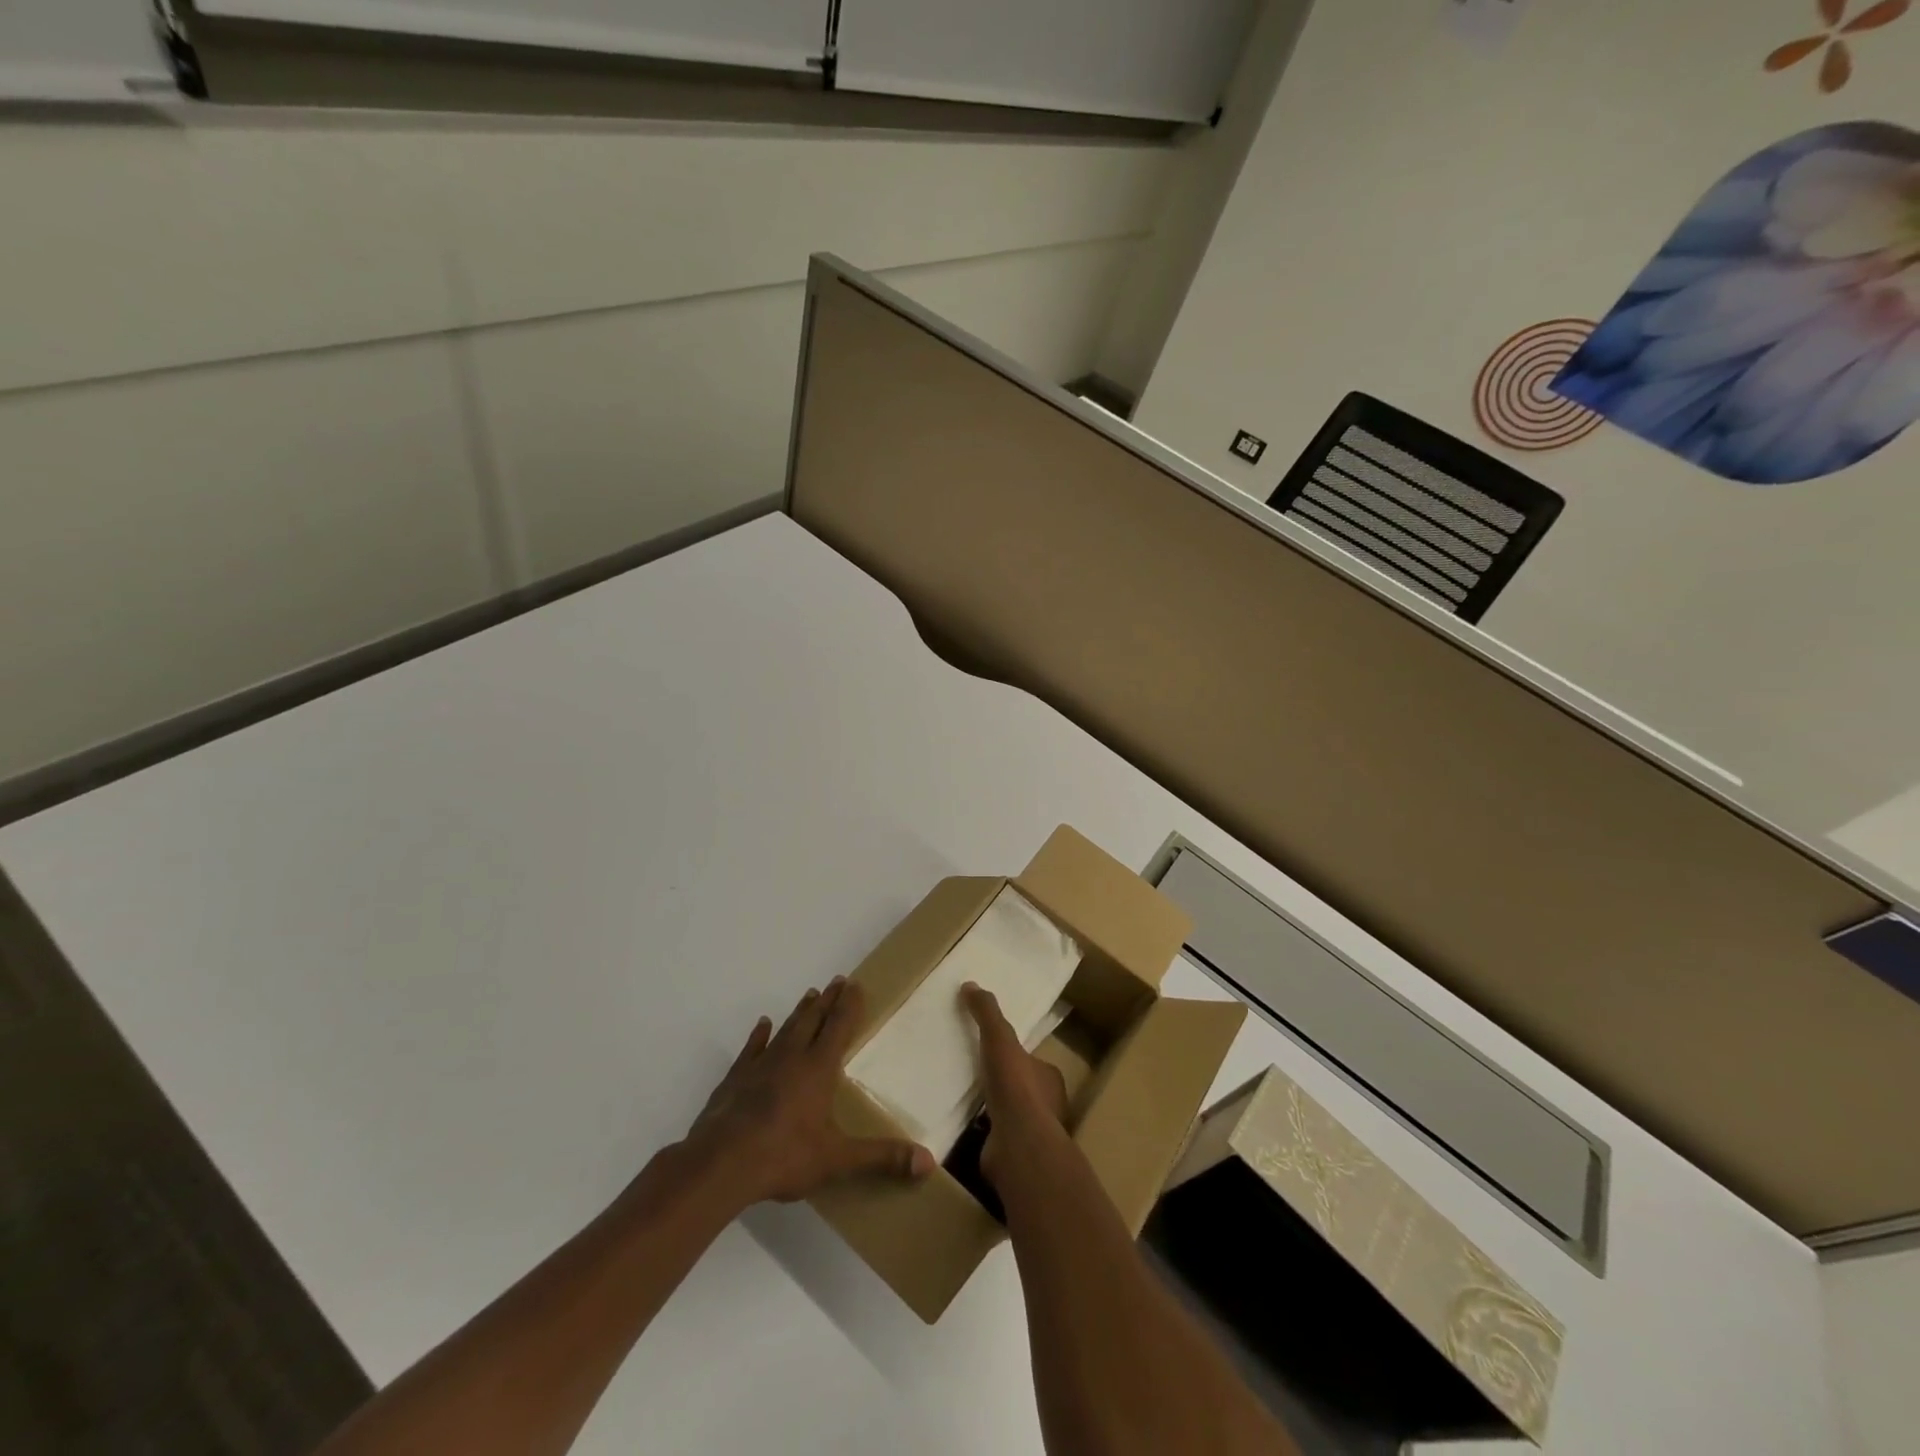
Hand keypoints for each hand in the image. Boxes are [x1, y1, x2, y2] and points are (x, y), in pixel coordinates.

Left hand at [682, 977, 933, 1208]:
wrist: (720, 1163)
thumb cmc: (784, 1155)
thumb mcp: (838, 1159)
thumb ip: (881, 1157)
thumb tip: (928, 1162)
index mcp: (819, 1069)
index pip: (839, 1027)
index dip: (849, 1005)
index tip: (855, 984)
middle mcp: (792, 1057)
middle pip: (814, 1020)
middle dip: (828, 1000)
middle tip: (837, 980)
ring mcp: (761, 1065)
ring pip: (786, 1030)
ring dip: (800, 1012)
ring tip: (810, 995)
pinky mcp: (736, 1079)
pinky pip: (752, 1049)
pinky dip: (759, 1036)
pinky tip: (762, 1025)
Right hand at [961, 982, 1070, 1190]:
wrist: (1018, 1144)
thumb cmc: (1015, 1086)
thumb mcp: (999, 1038)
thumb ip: (987, 1012)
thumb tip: (970, 984)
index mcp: (1050, 1077)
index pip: (1032, 1060)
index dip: (1014, 1055)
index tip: (994, 1050)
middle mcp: (1047, 1105)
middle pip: (1022, 1088)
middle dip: (1003, 1083)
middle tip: (976, 1074)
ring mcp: (1032, 1133)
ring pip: (1011, 1115)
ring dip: (993, 1109)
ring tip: (965, 1101)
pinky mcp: (1015, 1156)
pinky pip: (997, 1138)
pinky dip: (984, 1133)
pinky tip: (964, 1128)